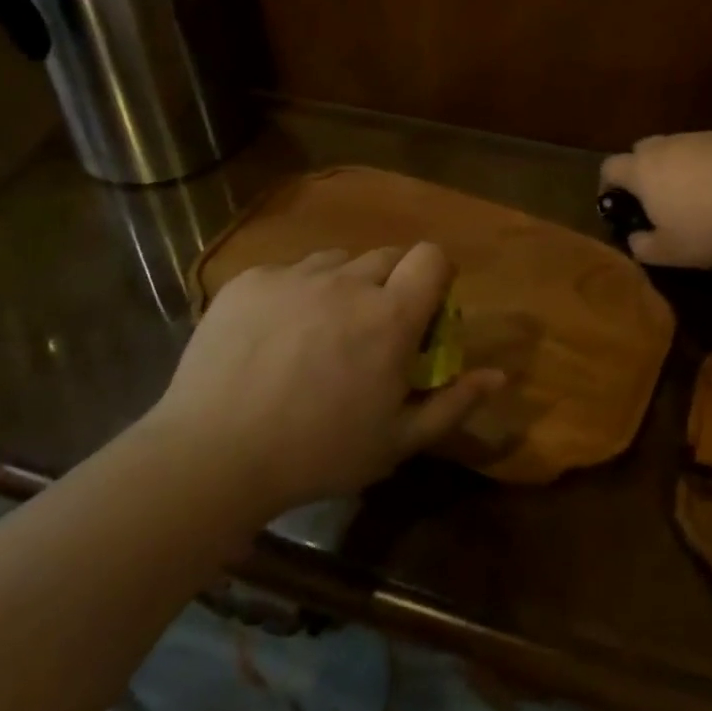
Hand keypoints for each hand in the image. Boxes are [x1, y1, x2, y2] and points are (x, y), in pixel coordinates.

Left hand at [156, 244, 505, 514]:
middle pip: (387, 255)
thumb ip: (453, 403)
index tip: (427, 306)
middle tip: (373, 329)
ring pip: (337, 261)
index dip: (437, 274)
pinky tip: (275, 336)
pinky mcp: (251, 280)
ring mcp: (294, 275)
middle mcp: (346, 281)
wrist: (213, 454)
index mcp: (389, 316)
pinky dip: (296, 293)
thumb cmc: (318, 453)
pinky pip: (289, 272)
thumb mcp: (397, 441)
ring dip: (344, 285)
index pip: (432, 256)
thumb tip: (498, 375)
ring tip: (321, 330)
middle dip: (392, 283)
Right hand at [599, 130, 711, 268]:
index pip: (610, 167)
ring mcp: (706, 136)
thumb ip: (642, 245)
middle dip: (645, 169)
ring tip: (701, 193)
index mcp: (644, 170)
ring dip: (683, 165)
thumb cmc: (711, 231)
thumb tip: (635, 238)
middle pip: (644, 149)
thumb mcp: (670, 253)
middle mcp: (670, 144)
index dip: (608, 184)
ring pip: (683, 146)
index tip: (617, 202)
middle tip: (659, 197)